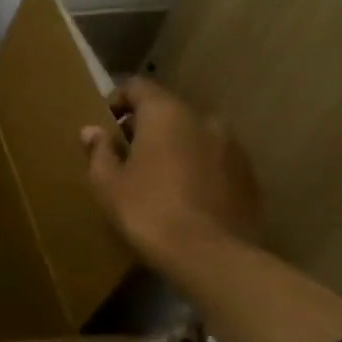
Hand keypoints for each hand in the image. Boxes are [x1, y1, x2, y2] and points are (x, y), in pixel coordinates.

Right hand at [81, 77, 261, 267]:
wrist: (210, 255)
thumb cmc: (147, 210)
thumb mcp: (107, 183)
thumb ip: (99, 151)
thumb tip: (92, 131)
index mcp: (166, 114)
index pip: (139, 86)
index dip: (118, 99)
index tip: (105, 122)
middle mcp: (204, 120)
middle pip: (168, 111)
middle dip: (146, 126)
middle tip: (126, 153)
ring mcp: (232, 148)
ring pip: (194, 136)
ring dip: (174, 147)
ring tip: (156, 176)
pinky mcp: (249, 176)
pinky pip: (213, 160)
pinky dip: (196, 167)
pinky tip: (183, 195)